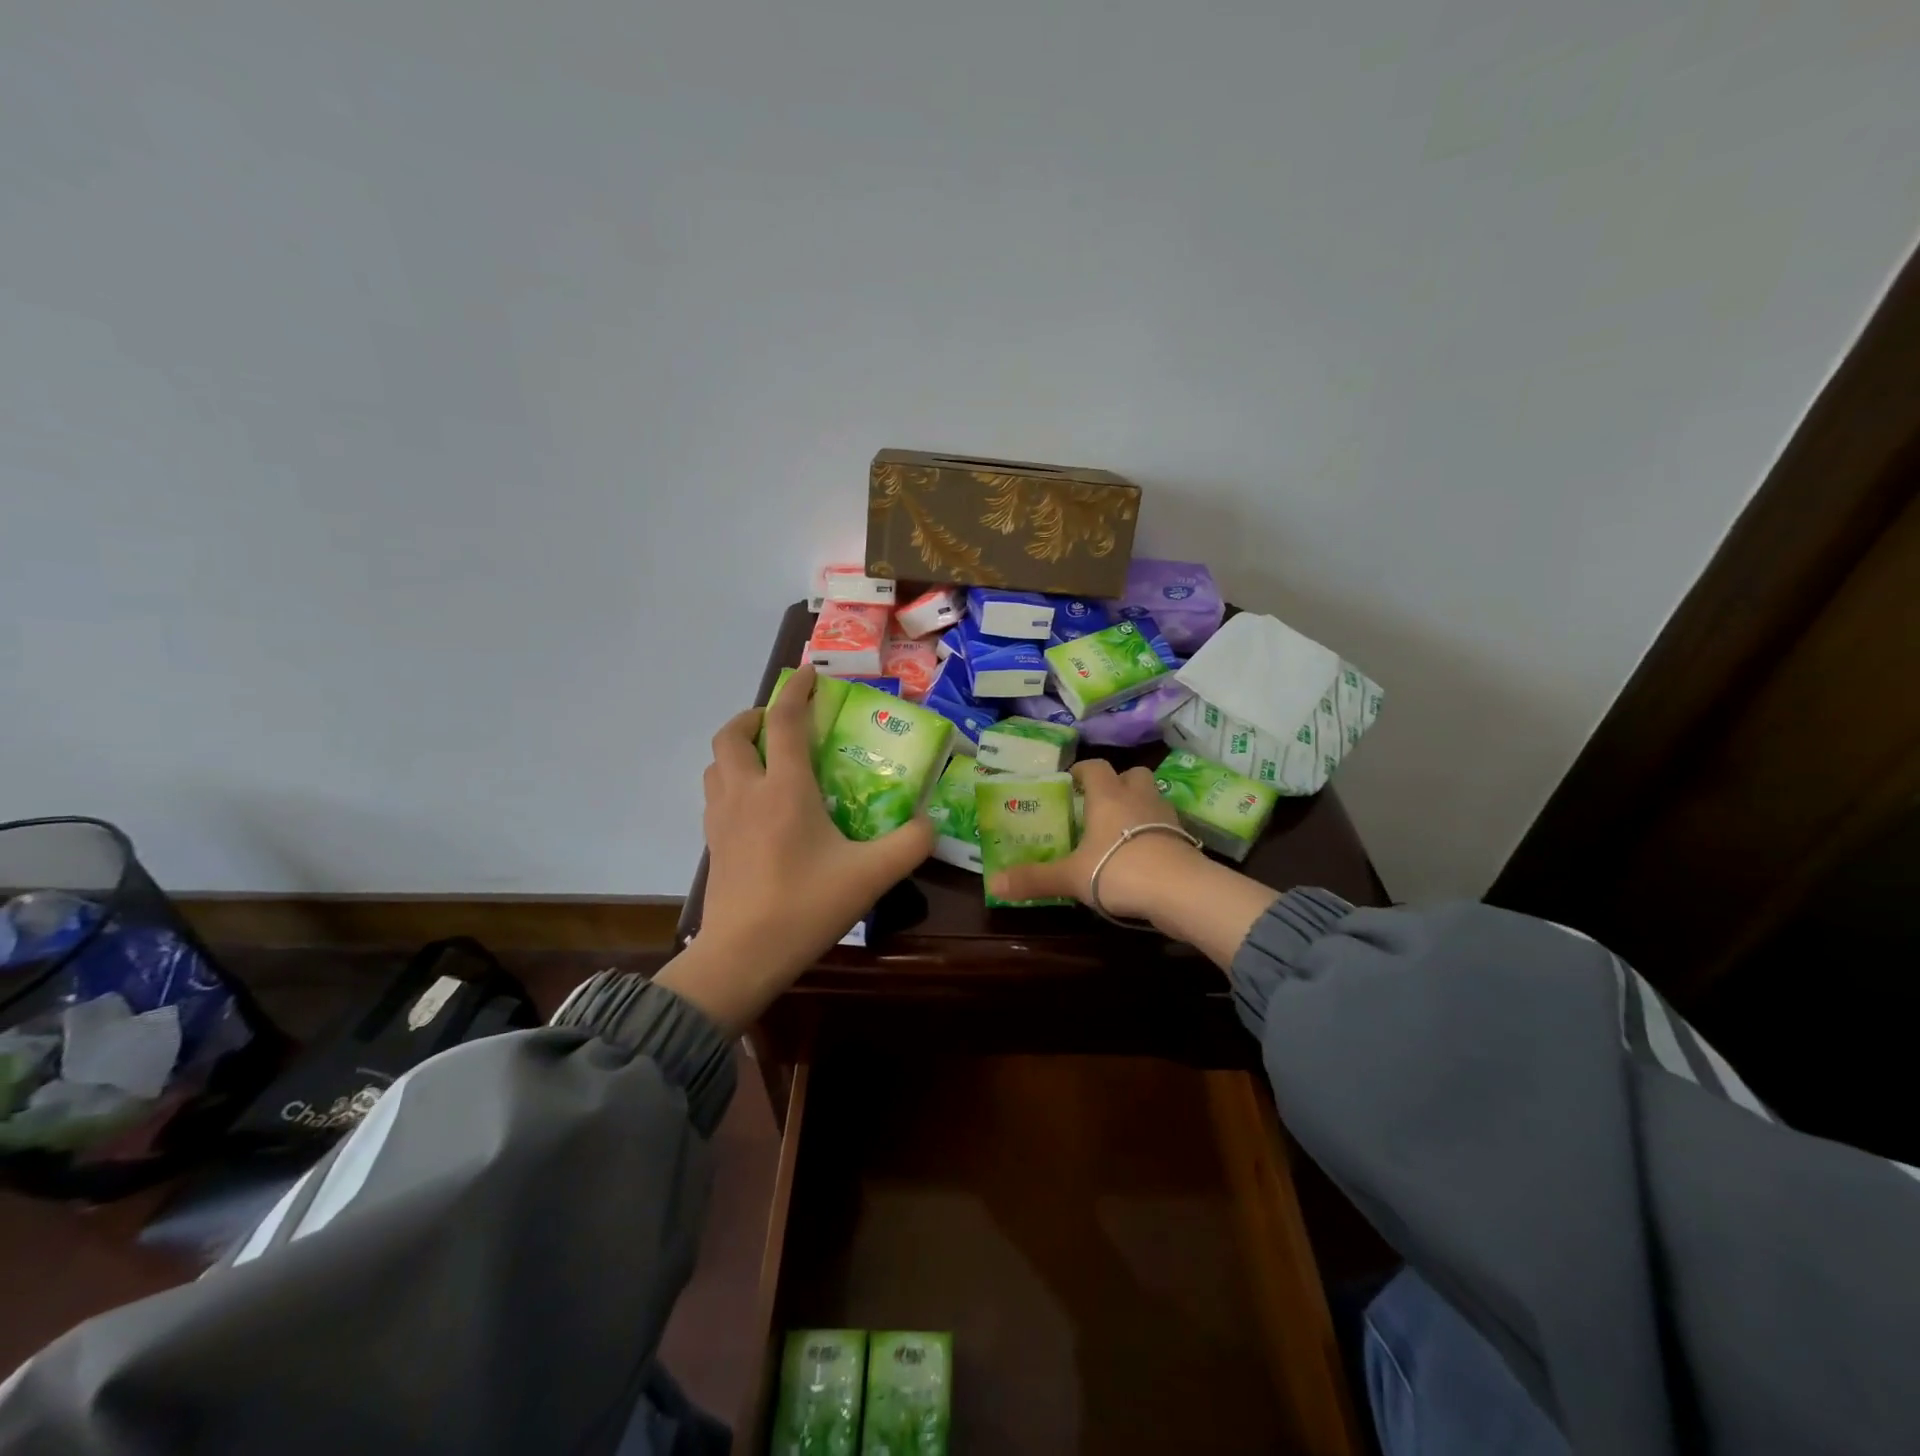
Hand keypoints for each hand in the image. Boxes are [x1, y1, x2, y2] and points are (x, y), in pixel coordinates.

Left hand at [659, 667, 932, 1030]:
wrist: (742, 956)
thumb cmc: (806, 906)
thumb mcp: (871, 875)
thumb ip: (910, 844)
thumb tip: (930, 824)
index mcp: (784, 789)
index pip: (783, 721)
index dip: (795, 690)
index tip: (808, 673)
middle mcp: (746, 792)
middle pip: (733, 734)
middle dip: (755, 715)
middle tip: (782, 722)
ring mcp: (721, 818)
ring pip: (717, 763)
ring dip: (738, 747)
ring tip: (767, 758)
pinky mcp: (712, 844)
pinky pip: (715, 793)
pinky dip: (732, 779)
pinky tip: (756, 804)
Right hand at [987, 758, 1204, 920]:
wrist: (1180, 891)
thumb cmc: (1118, 870)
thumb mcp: (1071, 877)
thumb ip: (1034, 879)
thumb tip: (993, 884)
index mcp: (1108, 796)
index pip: (1096, 767)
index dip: (1082, 771)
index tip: (1070, 782)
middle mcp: (1139, 797)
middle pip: (1132, 775)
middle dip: (1117, 783)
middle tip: (1099, 804)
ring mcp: (1166, 816)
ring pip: (1152, 798)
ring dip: (1138, 806)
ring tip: (1120, 830)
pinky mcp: (1185, 839)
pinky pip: (1166, 826)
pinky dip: (1154, 833)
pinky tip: (1142, 854)